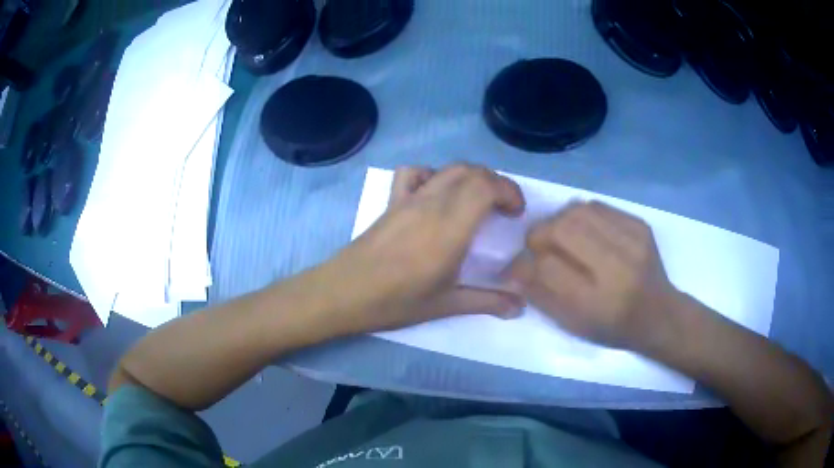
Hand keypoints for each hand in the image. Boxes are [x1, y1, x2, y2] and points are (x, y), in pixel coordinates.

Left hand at [310, 163, 526, 333]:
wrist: (344, 293)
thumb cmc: (396, 302)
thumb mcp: (446, 305)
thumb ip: (487, 302)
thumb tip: (520, 307)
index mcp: (450, 228)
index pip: (485, 186)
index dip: (509, 191)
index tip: (516, 213)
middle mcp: (432, 204)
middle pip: (471, 172)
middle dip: (496, 183)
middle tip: (504, 209)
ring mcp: (409, 199)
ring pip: (448, 169)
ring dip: (471, 177)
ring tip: (478, 202)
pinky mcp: (392, 201)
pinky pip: (415, 173)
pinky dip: (433, 175)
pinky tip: (435, 195)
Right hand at [508, 201, 682, 350]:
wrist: (659, 314)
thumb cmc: (613, 328)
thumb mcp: (574, 325)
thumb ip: (541, 295)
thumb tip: (515, 268)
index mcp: (597, 301)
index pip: (547, 268)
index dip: (523, 264)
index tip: (517, 267)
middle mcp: (616, 268)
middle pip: (562, 229)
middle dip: (539, 234)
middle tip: (537, 245)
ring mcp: (632, 241)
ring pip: (578, 210)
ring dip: (559, 221)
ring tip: (561, 237)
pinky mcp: (640, 225)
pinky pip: (598, 206)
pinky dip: (582, 216)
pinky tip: (586, 232)